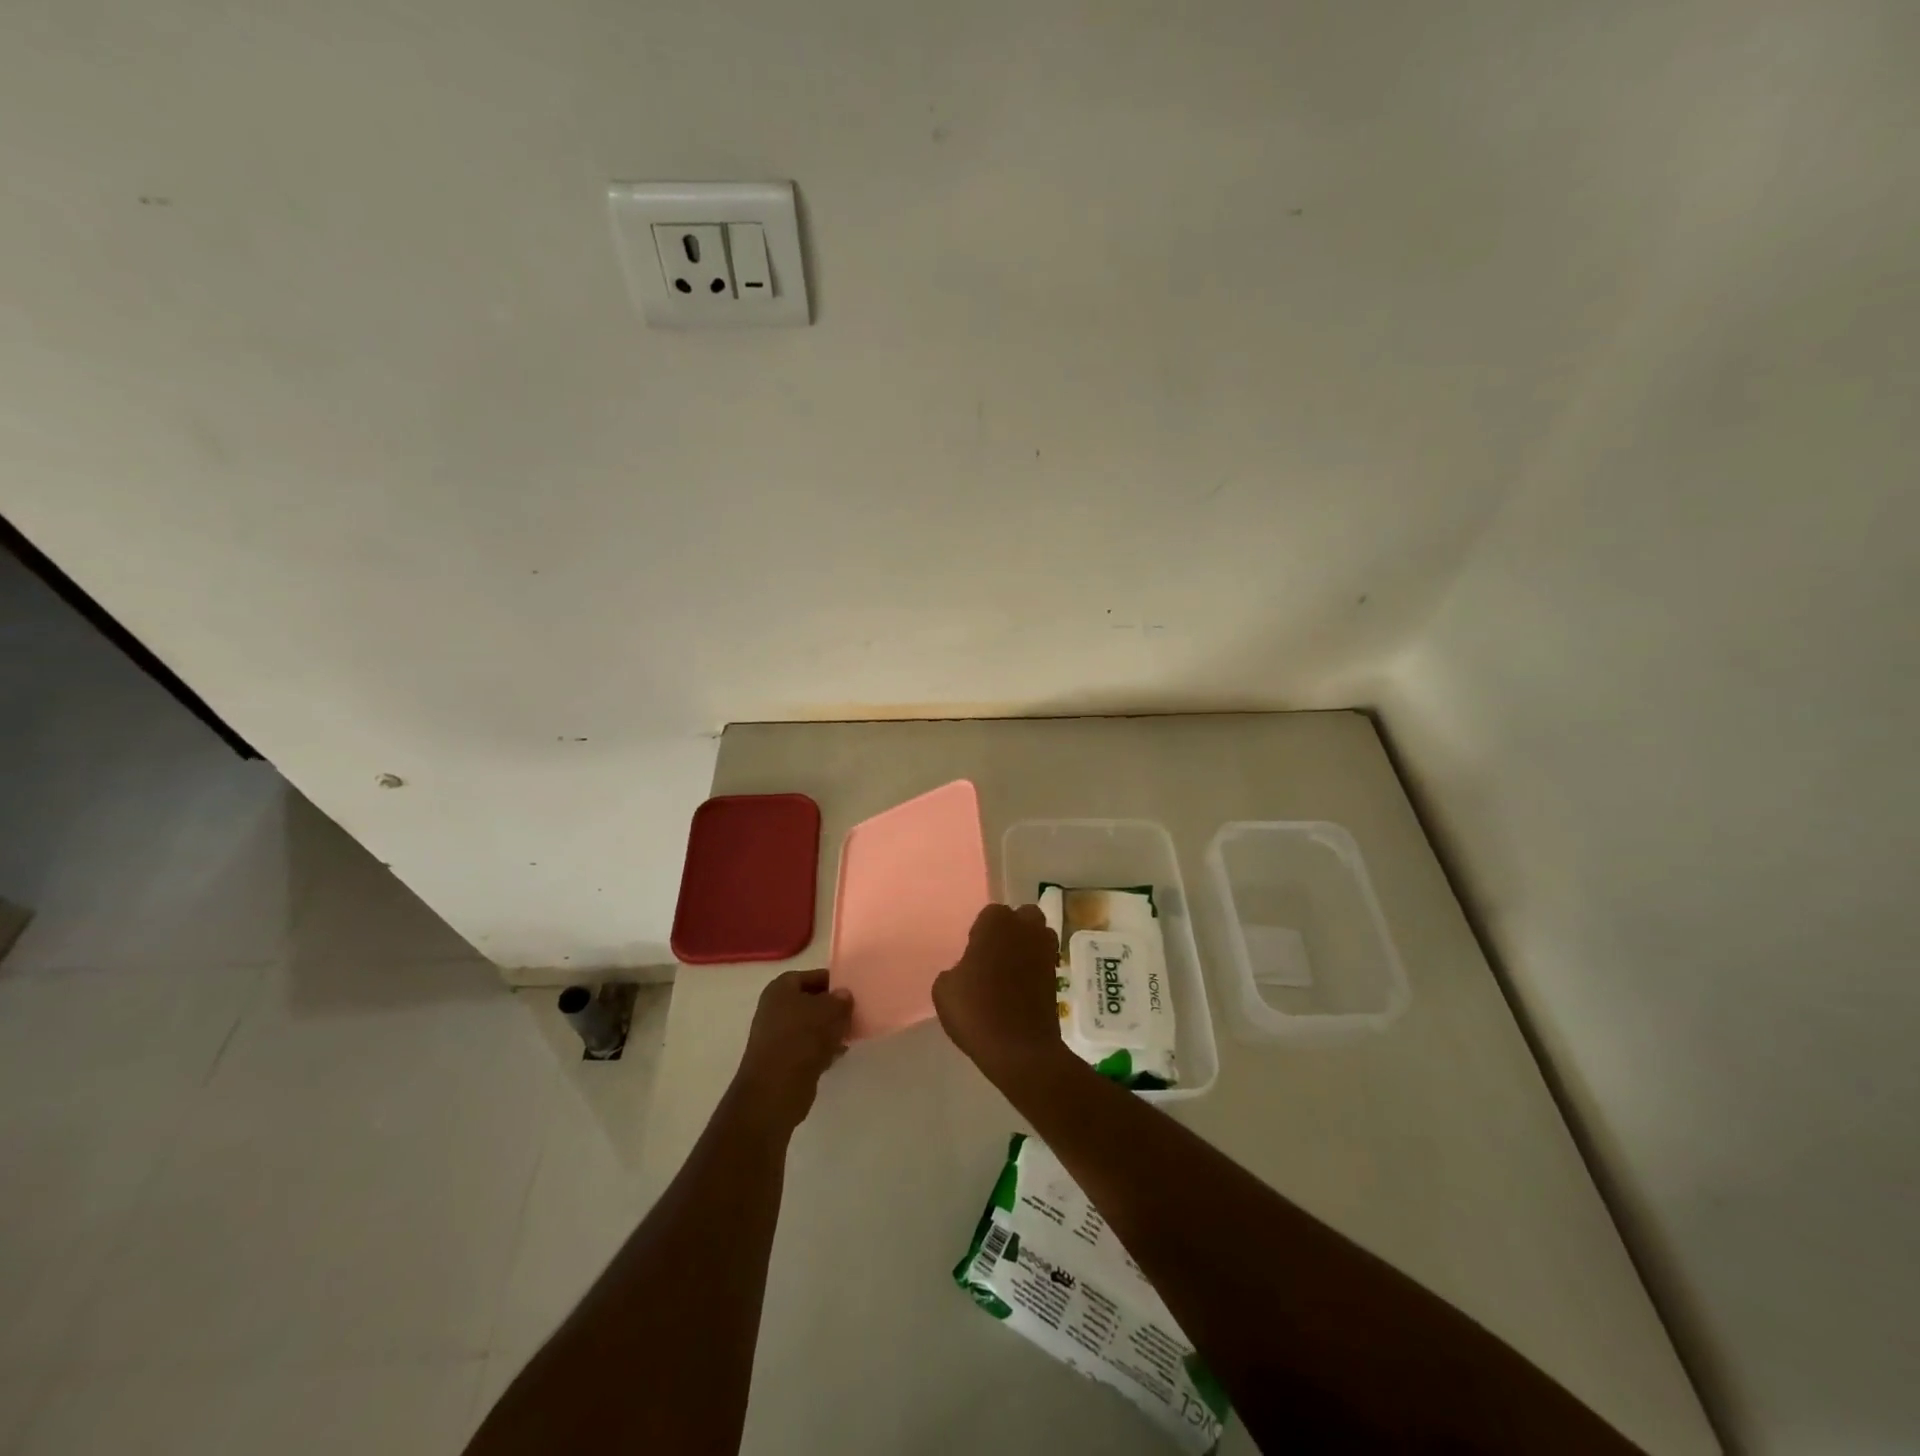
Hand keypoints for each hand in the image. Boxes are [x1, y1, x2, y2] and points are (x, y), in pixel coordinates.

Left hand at [730, 969, 853, 1132]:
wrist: (776, 1089)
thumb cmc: (803, 1038)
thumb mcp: (831, 1011)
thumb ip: (841, 1000)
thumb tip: (843, 995)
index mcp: (780, 988)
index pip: (811, 976)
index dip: (832, 981)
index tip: (852, 990)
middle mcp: (774, 1009)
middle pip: (809, 1001)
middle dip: (831, 1007)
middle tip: (854, 1012)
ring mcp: (776, 1036)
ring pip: (809, 1026)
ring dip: (828, 1029)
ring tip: (850, 1033)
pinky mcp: (781, 1060)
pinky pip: (806, 1047)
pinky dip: (821, 1048)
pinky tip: (838, 1053)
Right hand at [933, 903, 1064, 1084]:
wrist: (1019, 1048)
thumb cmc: (976, 1010)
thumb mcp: (944, 989)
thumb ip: (955, 970)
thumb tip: (966, 971)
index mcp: (996, 922)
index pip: (991, 914)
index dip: (982, 932)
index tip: (974, 953)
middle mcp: (1026, 928)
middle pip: (1023, 917)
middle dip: (1013, 929)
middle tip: (994, 955)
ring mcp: (1046, 951)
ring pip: (1039, 936)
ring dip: (1028, 946)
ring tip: (1009, 970)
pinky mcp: (1057, 976)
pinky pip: (1044, 961)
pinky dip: (1035, 969)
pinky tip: (1019, 989)